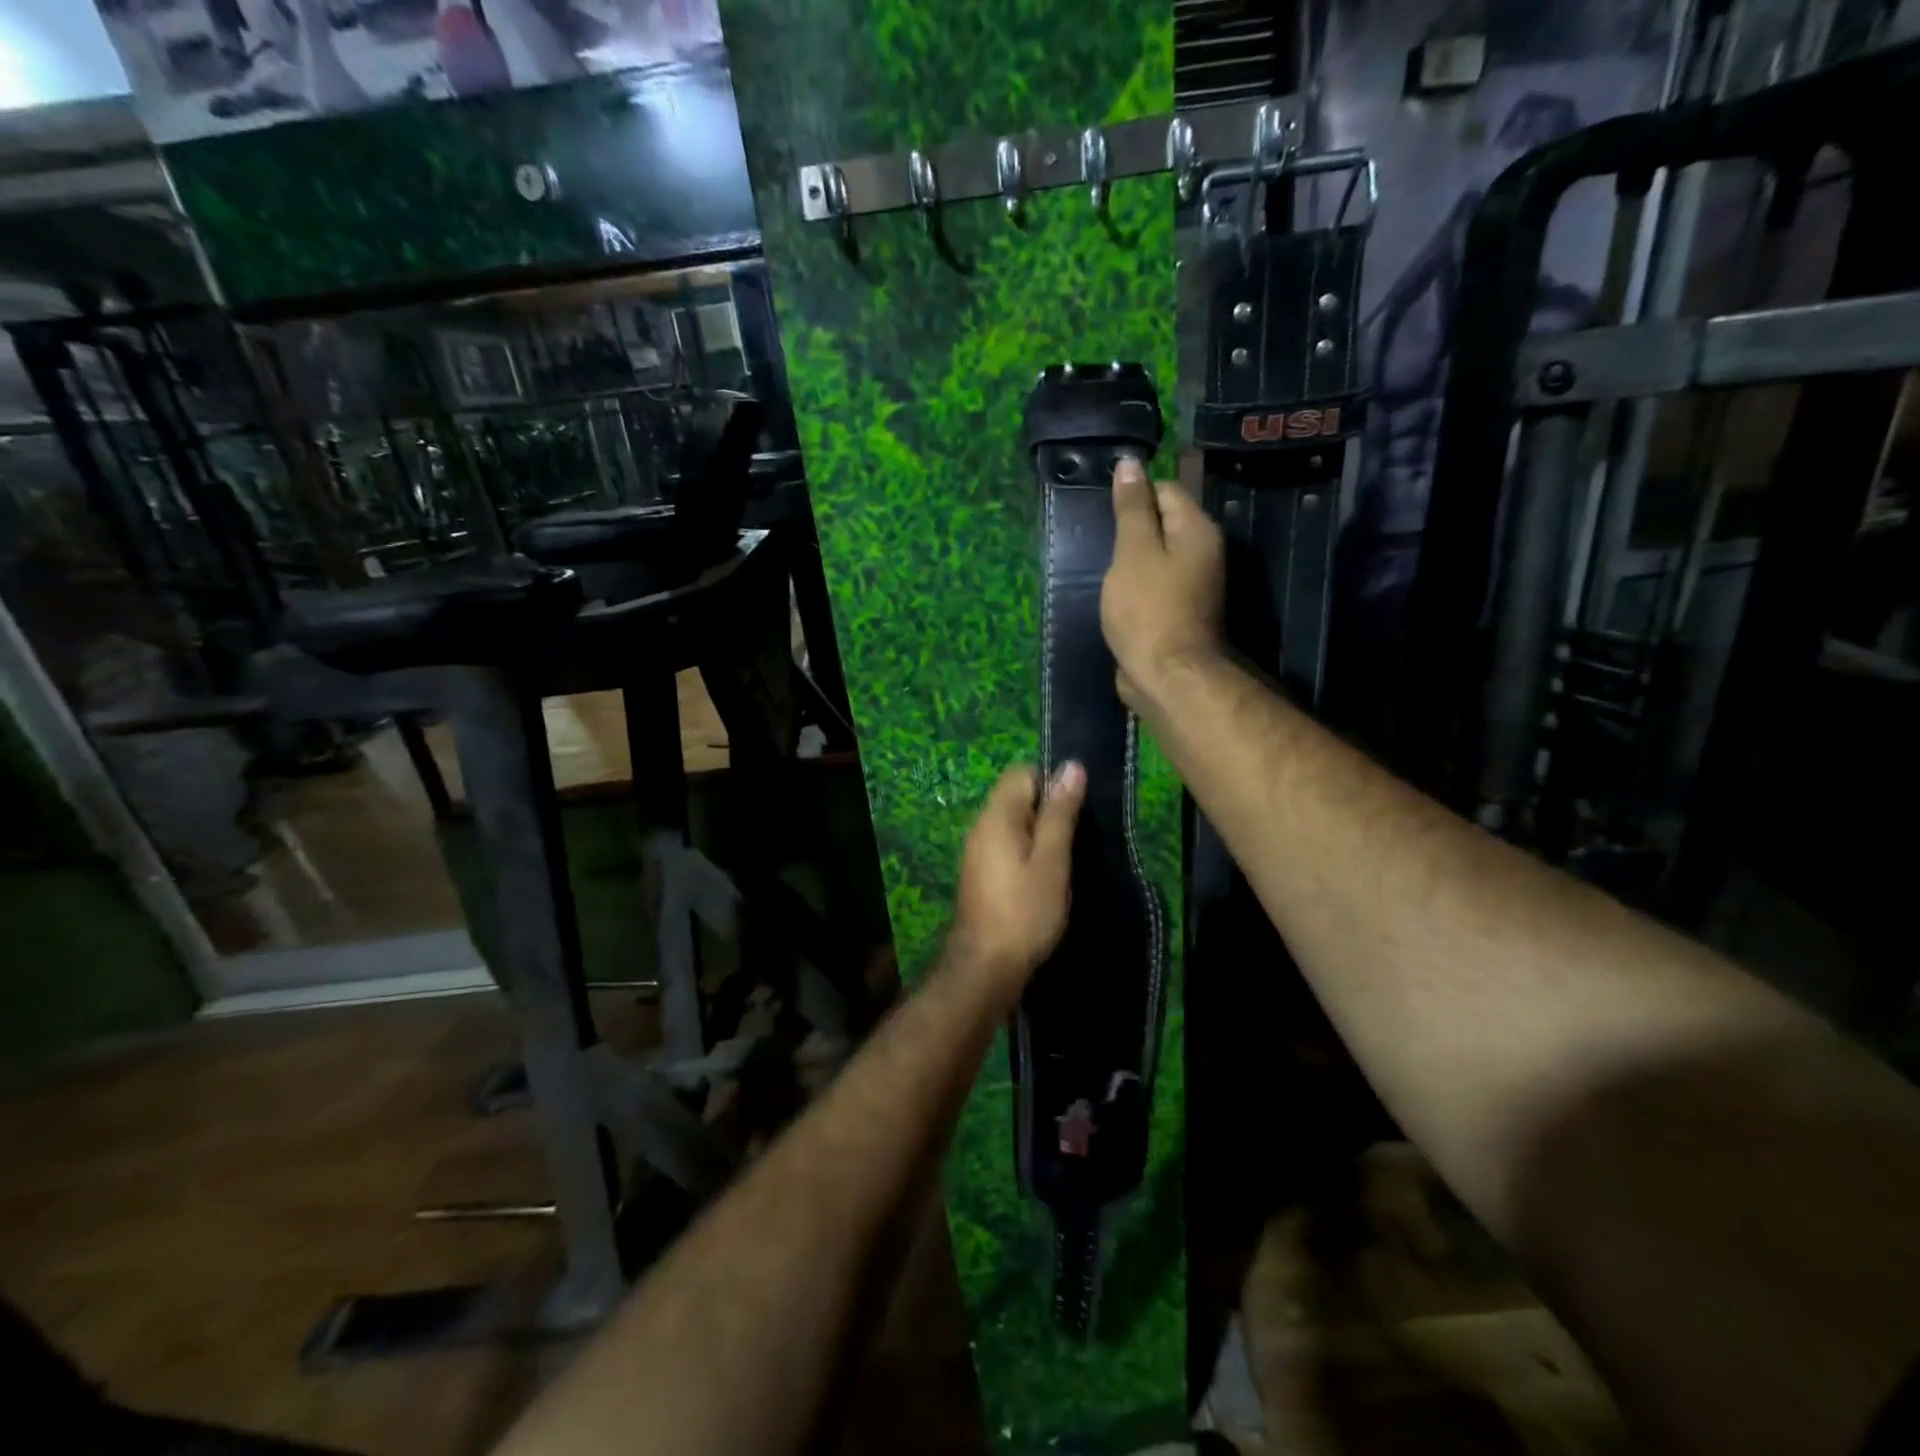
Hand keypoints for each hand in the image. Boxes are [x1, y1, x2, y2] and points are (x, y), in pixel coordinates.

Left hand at [948, 762, 1086, 994]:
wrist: (985, 968)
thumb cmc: (1024, 912)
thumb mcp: (1051, 861)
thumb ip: (1060, 814)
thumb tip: (1071, 766)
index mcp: (996, 816)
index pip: (1022, 772)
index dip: (1052, 781)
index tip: (1078, 807)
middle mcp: (981, 826)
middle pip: (1017, 797)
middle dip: (1049, 808)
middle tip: (1080, 835)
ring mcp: (978, 852)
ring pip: (1014, 824)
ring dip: (1041, 833)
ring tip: (1070, 856)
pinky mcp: (981, 874)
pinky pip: (1008, 846)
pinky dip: (1029, 852)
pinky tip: (1048, 876)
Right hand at [1102, 457, 1224, 711]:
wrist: (1167, 676)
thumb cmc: (1148, 608)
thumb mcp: (1133, 552)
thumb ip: (1132, 508)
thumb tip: (1130, 463)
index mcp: (1197, 530)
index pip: (1166, 490)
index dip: (1134, 496)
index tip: (1104, 515)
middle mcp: (1204, 553)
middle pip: (1164, 523)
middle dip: (1131, 530)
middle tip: (1100, 544)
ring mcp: (1195, 585)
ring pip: (1158, 557)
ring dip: (1132, 561)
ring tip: (1105, 571)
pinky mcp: (1180, 612)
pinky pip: (1156, 585)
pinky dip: (1137, 586)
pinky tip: (1117, 597)